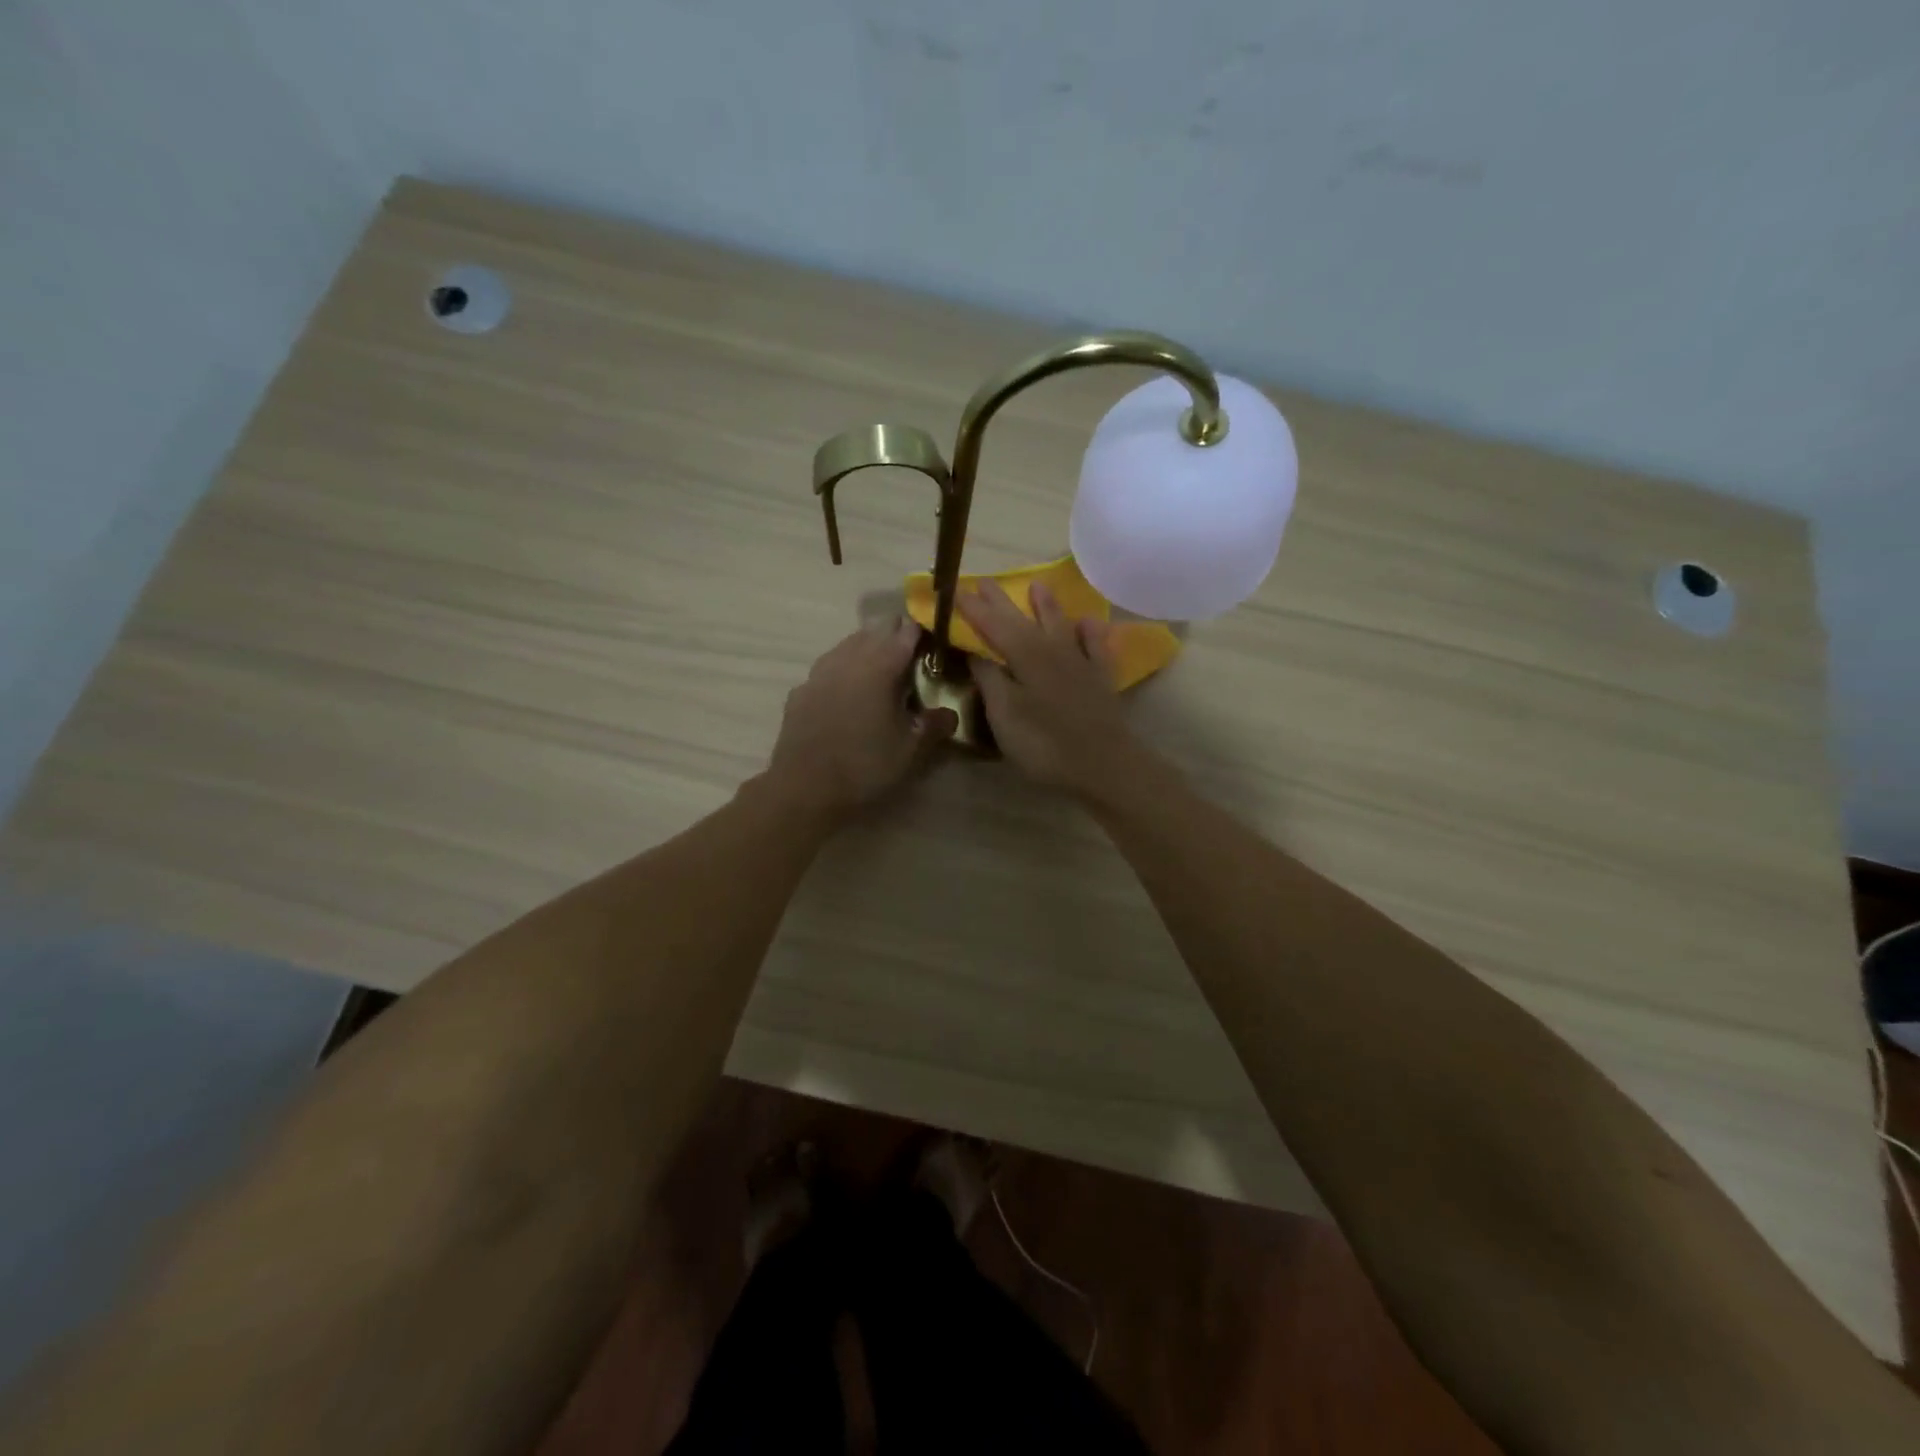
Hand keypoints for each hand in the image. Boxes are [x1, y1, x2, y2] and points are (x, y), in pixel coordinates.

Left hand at [766, 620, 956, 819]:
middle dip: (895, 635)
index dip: (922, 631)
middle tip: (912, 655)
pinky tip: (846, 691)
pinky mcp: (800, 691)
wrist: (804, 789)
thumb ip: (935, 726)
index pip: (905, 631)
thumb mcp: (911, 751)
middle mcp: (849, 659)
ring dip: (867, 648)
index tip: (934, 641)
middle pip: (875, 630)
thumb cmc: (865, 766)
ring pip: (848, 645)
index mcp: (880, 666)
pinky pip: (827, 668)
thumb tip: (950, 713)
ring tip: (880, 668)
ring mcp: (819, 672)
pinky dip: (842, 670)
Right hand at [957, 581, 1141, 796]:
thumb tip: (976, 653)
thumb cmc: (1045, 743)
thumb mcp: (1005, 715)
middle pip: (1023, 620)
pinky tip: (1088, 622)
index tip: (955, 591)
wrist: (1103, 765)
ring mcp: (1080, 662)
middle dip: (1002, 601)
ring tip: (1037, 585)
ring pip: (1061, 625)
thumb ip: (990, 680)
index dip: (973, 609)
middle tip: (985, 581)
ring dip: (1047, 606)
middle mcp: (1053, 650)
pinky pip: (1095, 646)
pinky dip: (1091, 632)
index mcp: (1025, 656)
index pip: (993, 626)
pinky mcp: (1101, 679)